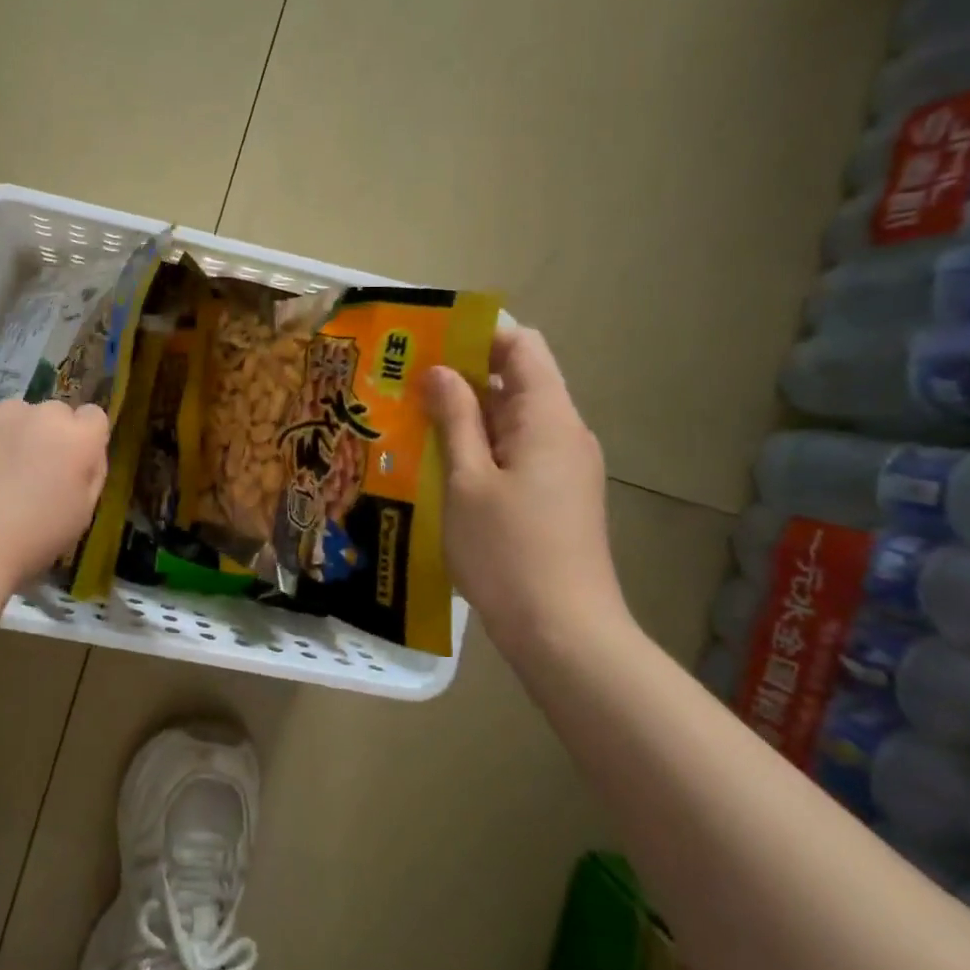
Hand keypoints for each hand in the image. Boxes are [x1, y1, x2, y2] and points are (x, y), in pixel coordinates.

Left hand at [0, 399, 110, 587]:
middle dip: (48, 434)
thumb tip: (86, 453)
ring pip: (14, 415)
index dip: (84, 439)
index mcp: (77, 437)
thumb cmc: (33, 539)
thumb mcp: (83, 513)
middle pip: (53, 413)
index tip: (71, 463)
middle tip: (31, 471)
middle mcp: (41, 413)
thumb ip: (92, 472)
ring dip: (13, 433)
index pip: (93, 416)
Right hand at [424, 325, 624, 656]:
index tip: (428, 340)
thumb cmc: (509, 552)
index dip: (478, 335)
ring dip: (466, 414)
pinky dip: (479, 446)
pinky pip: (515, 452)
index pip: (523, 347)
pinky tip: (438, 463)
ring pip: (512, 420)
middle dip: (462, 375)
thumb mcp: (467, 481)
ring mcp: (563, 467)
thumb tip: (441, 371)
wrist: (564, 634)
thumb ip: (455, 420)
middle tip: (404, 381)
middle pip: (517, 381)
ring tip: (411, 418)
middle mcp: (564, 434)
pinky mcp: (555, 496)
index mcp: (548, 418)